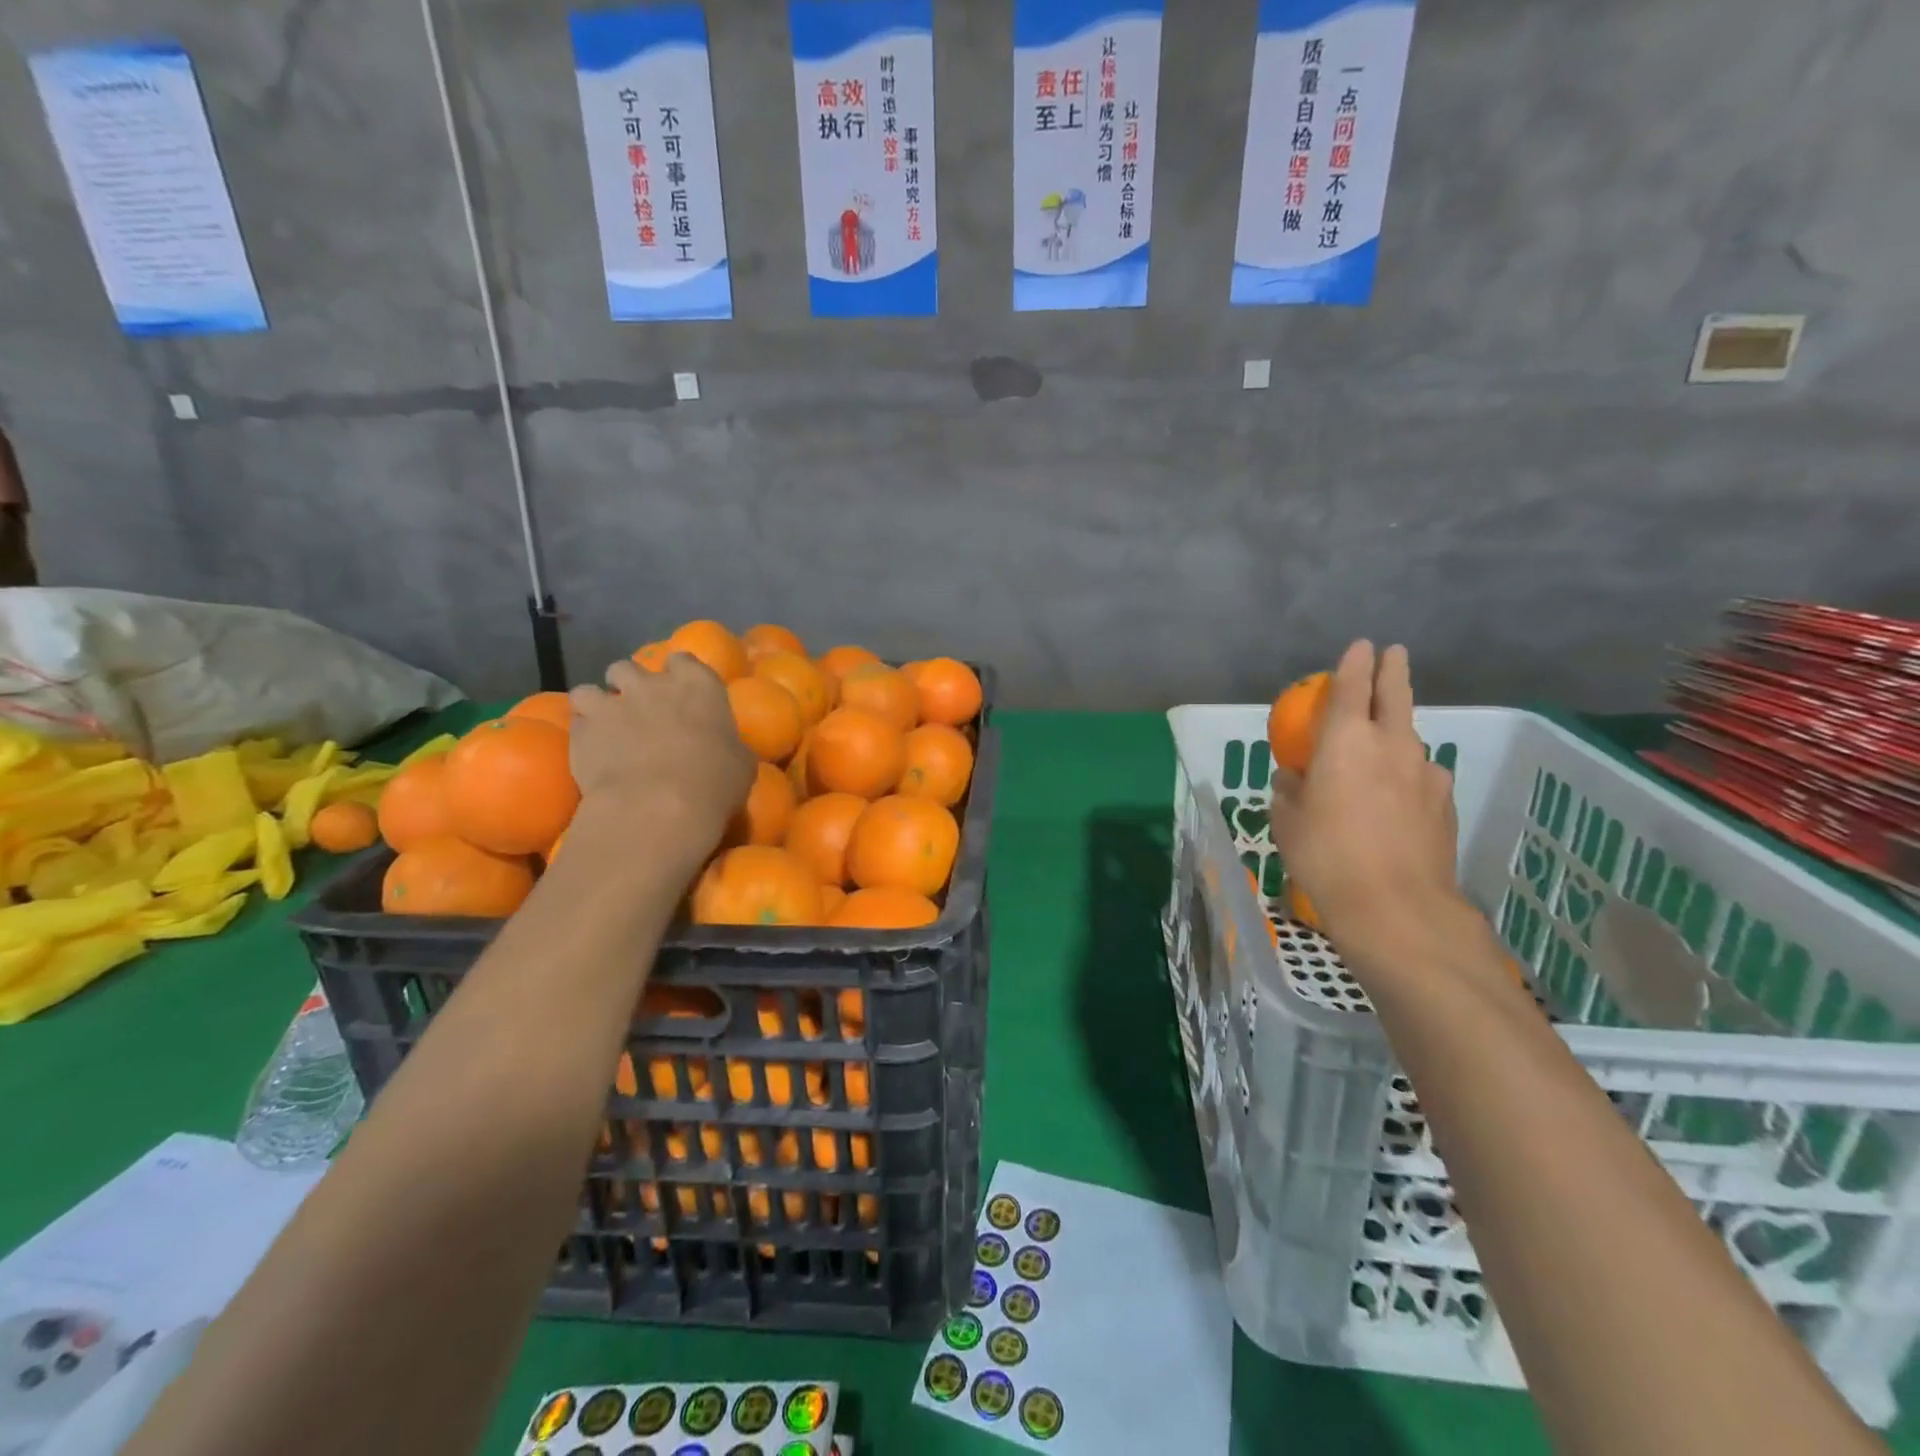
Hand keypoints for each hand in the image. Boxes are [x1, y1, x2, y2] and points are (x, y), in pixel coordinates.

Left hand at [567, 657, 754, 860]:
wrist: (659, 806)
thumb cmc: (715, 782)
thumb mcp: (740, 763)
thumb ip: (727, 745)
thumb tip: (724, 748)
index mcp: (698, 685)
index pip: (684, 660)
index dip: (679, 675)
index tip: (681, 693)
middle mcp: (652, 684)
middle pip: (629, 668)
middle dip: (629, 685)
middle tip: (638, 710)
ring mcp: (612, 704)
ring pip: (590, 689)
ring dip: (597, 704)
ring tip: (604, 726)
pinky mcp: (581, 731)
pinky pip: (575, 721)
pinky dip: (582, 732)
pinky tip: (590, 750)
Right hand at [1270, 641, 1464, 971]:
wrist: (1396, 906)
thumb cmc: (1325, 855)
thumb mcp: (1287, 821)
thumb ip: (1290, 789)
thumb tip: (1296, 778)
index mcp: (1345, 741)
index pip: (1351, 686)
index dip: (1354, 662)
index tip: (1361, 644)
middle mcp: (1391, 744)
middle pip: (1395, 695)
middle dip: (1393, 670)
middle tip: (1394, 654)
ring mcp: (1425, 772)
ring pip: (1410, 739)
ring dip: (1397, 733)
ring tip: (1382, 750)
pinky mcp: (1445, 801)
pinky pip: (1420, 776)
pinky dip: (1407, 776)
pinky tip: (1395, 802)